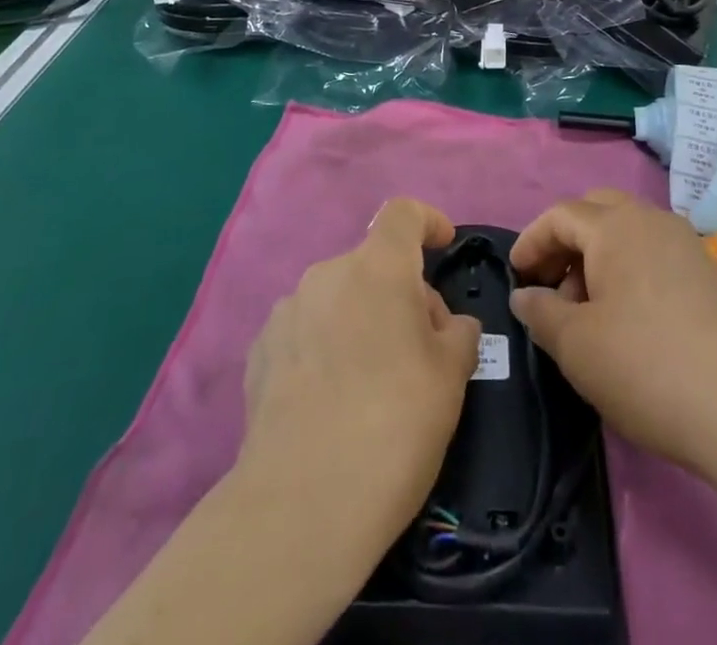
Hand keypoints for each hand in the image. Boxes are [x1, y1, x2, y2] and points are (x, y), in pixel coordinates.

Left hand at [240, 199, 480, 543]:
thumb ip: (458, 332)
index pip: (403, 213)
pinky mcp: (258, 352)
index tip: (443, 246)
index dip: (428, 221)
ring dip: (359, 320)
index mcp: (378, 267)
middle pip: (373, 264)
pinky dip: (324, 347)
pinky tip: (330, 401)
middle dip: (399, 293)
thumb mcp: (452, 376)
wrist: (302, 504)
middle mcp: (327, 274)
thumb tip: (447, 325)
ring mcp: (286, 311)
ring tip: (370, 382)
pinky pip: (305, 331)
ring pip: (337, 298)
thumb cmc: (395, 423)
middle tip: (419, 349)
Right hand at [509, 190, 716, 475]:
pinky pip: (653, 253)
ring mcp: (685, 244)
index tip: (516, 275)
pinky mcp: (707, 273)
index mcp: (615, 225)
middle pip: (597, 211)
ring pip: (627, 232)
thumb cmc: (645, 366)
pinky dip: (628, 270)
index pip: (560, 215)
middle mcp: (651, 219)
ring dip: (597, 257)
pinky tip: (626, 318)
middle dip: (566, 241)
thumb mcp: (575, 345)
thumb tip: (525, 295)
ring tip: (586, 310)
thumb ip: (541, 312)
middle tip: (550, 284)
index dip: (531, 241)